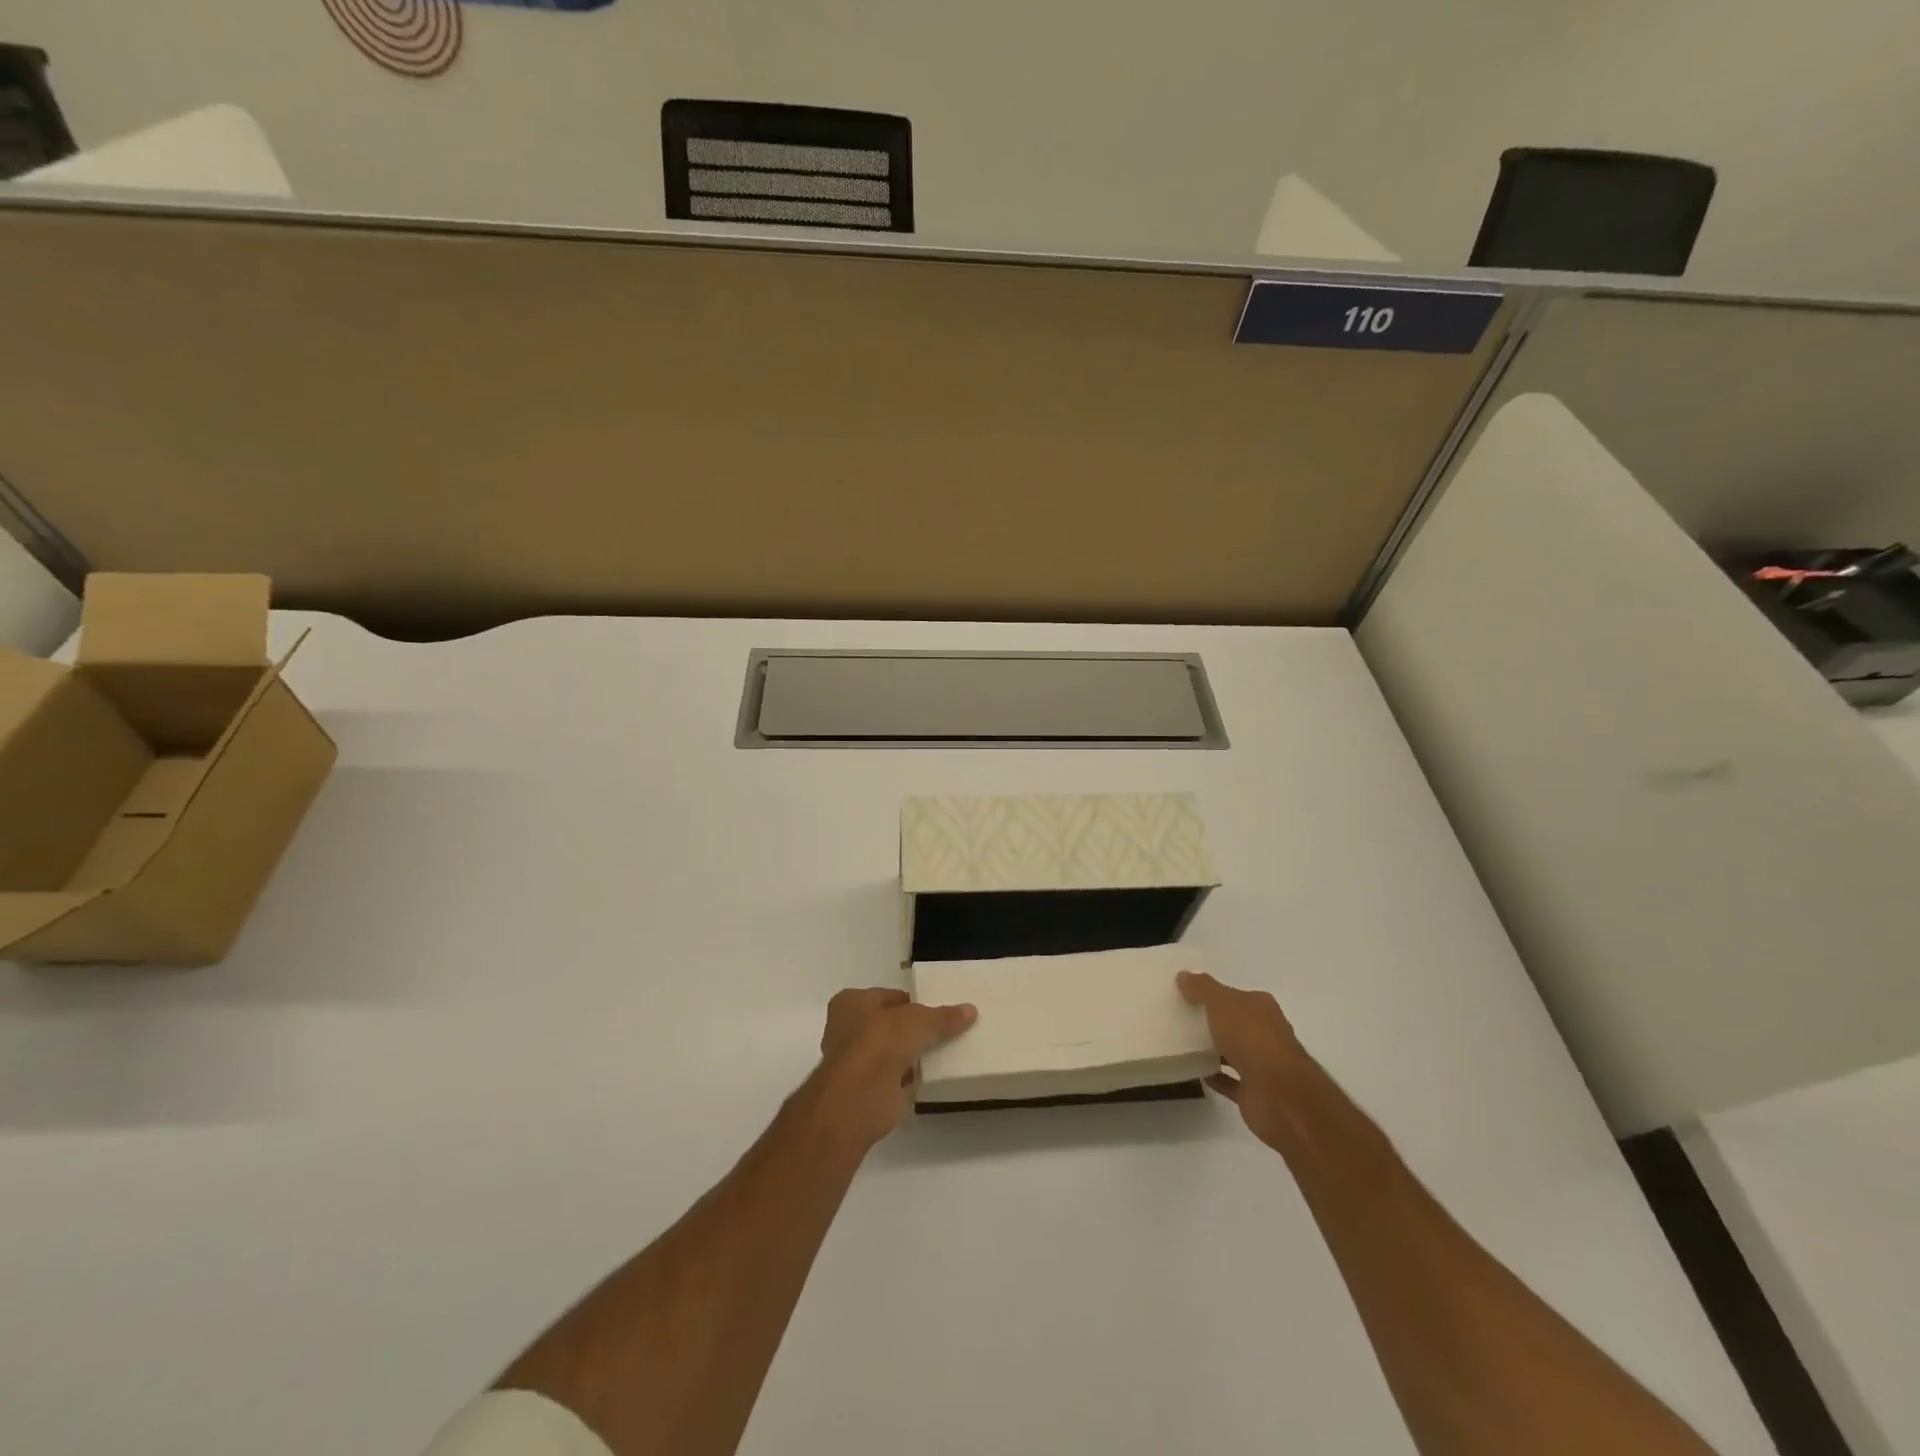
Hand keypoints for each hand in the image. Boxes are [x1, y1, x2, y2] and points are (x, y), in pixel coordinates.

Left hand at [806, 988, 976, 1150]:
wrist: (861, 1094)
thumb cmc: (881, 1041)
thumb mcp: (920, 1021)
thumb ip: (943, 1017)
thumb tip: (970, 1011)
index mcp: (851, 1002)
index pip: (887, 996)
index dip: (911, 1002)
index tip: (935, 1009)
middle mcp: (846, 1029)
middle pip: (887, 1024)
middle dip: (910, 1029)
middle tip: (941, 1031)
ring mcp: (853, 1061)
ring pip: (889, 1051)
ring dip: (909, 1054)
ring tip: (942, 1052)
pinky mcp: (864, 1089)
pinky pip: (892, 1076)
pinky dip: (907, 1077)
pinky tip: (929, 1076)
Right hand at [1177, 971, 1313, 1150]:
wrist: (1278, 1094)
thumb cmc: (1251, 1038)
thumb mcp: (1221, 1002)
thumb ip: (1201, 988)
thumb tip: (1183, 975)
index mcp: (1262, 1008)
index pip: (1237, 996)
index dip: (1215, 994)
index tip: (1189, 995)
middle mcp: (1267, 1033)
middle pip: (1237, 1023)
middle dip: (1214, 1021)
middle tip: (1182, 1017)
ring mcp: (1263, 1065)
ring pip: (1234, 1051)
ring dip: (1214, 1049)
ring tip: (1183, 1043)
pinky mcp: (1255, 1091)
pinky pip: (1229, 1080)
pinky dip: (1215, 1075)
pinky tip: (1194, 1071)